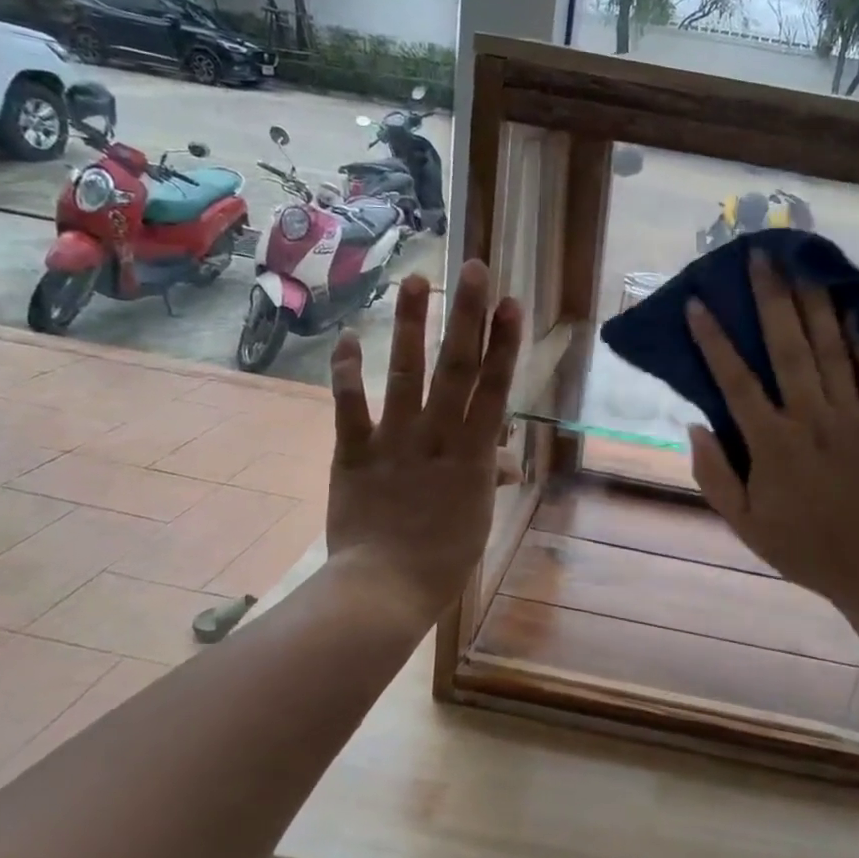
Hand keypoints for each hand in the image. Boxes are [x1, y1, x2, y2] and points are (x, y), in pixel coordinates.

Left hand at [326, 260, 522, 631]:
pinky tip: (349, 338)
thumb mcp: (477, 518)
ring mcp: (394, 442)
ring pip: (406, 376)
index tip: (510, 303)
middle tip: (473, 268)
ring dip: (413, 327)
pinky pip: (350, 408)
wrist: (384, 589)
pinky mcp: (354, 453)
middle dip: (468, 316)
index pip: (494, 388)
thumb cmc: (442, 559)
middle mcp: (438, 438)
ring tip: (415, 282)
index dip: (504, 343)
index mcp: (474, 455)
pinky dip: (347, 373)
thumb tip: (504, 459)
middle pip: (457, 368)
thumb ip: (487, 479)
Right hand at [686, 251, 858, 625]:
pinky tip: (852, 306)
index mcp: (773, 447)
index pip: (736, 383)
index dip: (713, 341)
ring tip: (802, 264)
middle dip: (772, 299)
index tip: (696, 304)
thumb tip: (695, 423)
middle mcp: (814, 422)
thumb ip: (714, 475)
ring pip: (833, 350)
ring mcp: (856, 419)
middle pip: (789, 349)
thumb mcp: (743, 524)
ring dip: (815, 303)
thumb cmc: (802, 546)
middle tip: (760, 256)